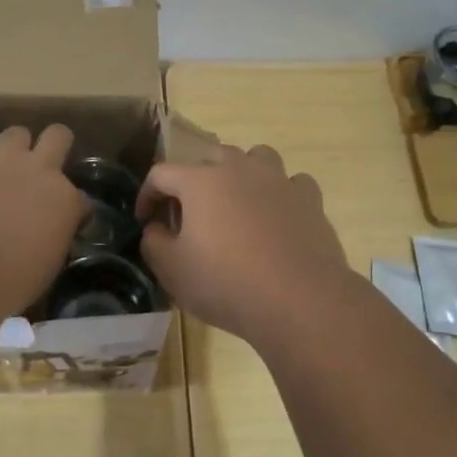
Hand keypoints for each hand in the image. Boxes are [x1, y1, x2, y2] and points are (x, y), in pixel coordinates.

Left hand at [0, 110, 87, 315]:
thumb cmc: (13, 278)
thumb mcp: (48, 265)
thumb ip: (52, 241)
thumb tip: (46, 238)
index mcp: (66, 201)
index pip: (80, 200)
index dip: (73, 210)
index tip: (66, 222)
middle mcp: (41, 170)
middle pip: (57, 138)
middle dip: (56, 145)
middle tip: (45, 162)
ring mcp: (3, 159)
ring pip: (17, 132)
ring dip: (13, 142)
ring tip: (3, 155)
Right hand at [138, 143, 350, 340]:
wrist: (300, 299)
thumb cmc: (227, 283)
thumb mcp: (172, 270)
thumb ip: (153, 242)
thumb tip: (156, 228)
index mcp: (200, 181)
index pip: (161, 173)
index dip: (148, 194)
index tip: (146, 220)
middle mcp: (239, 169)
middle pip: (210, 156)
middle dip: (194, 179)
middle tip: (191, 212)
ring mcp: (278, 180)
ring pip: (256, 157)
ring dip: (241, 173)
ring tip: (237, 202)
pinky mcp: (310, 199)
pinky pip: (291, 182)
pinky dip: (280, 193)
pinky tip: (277, 215)